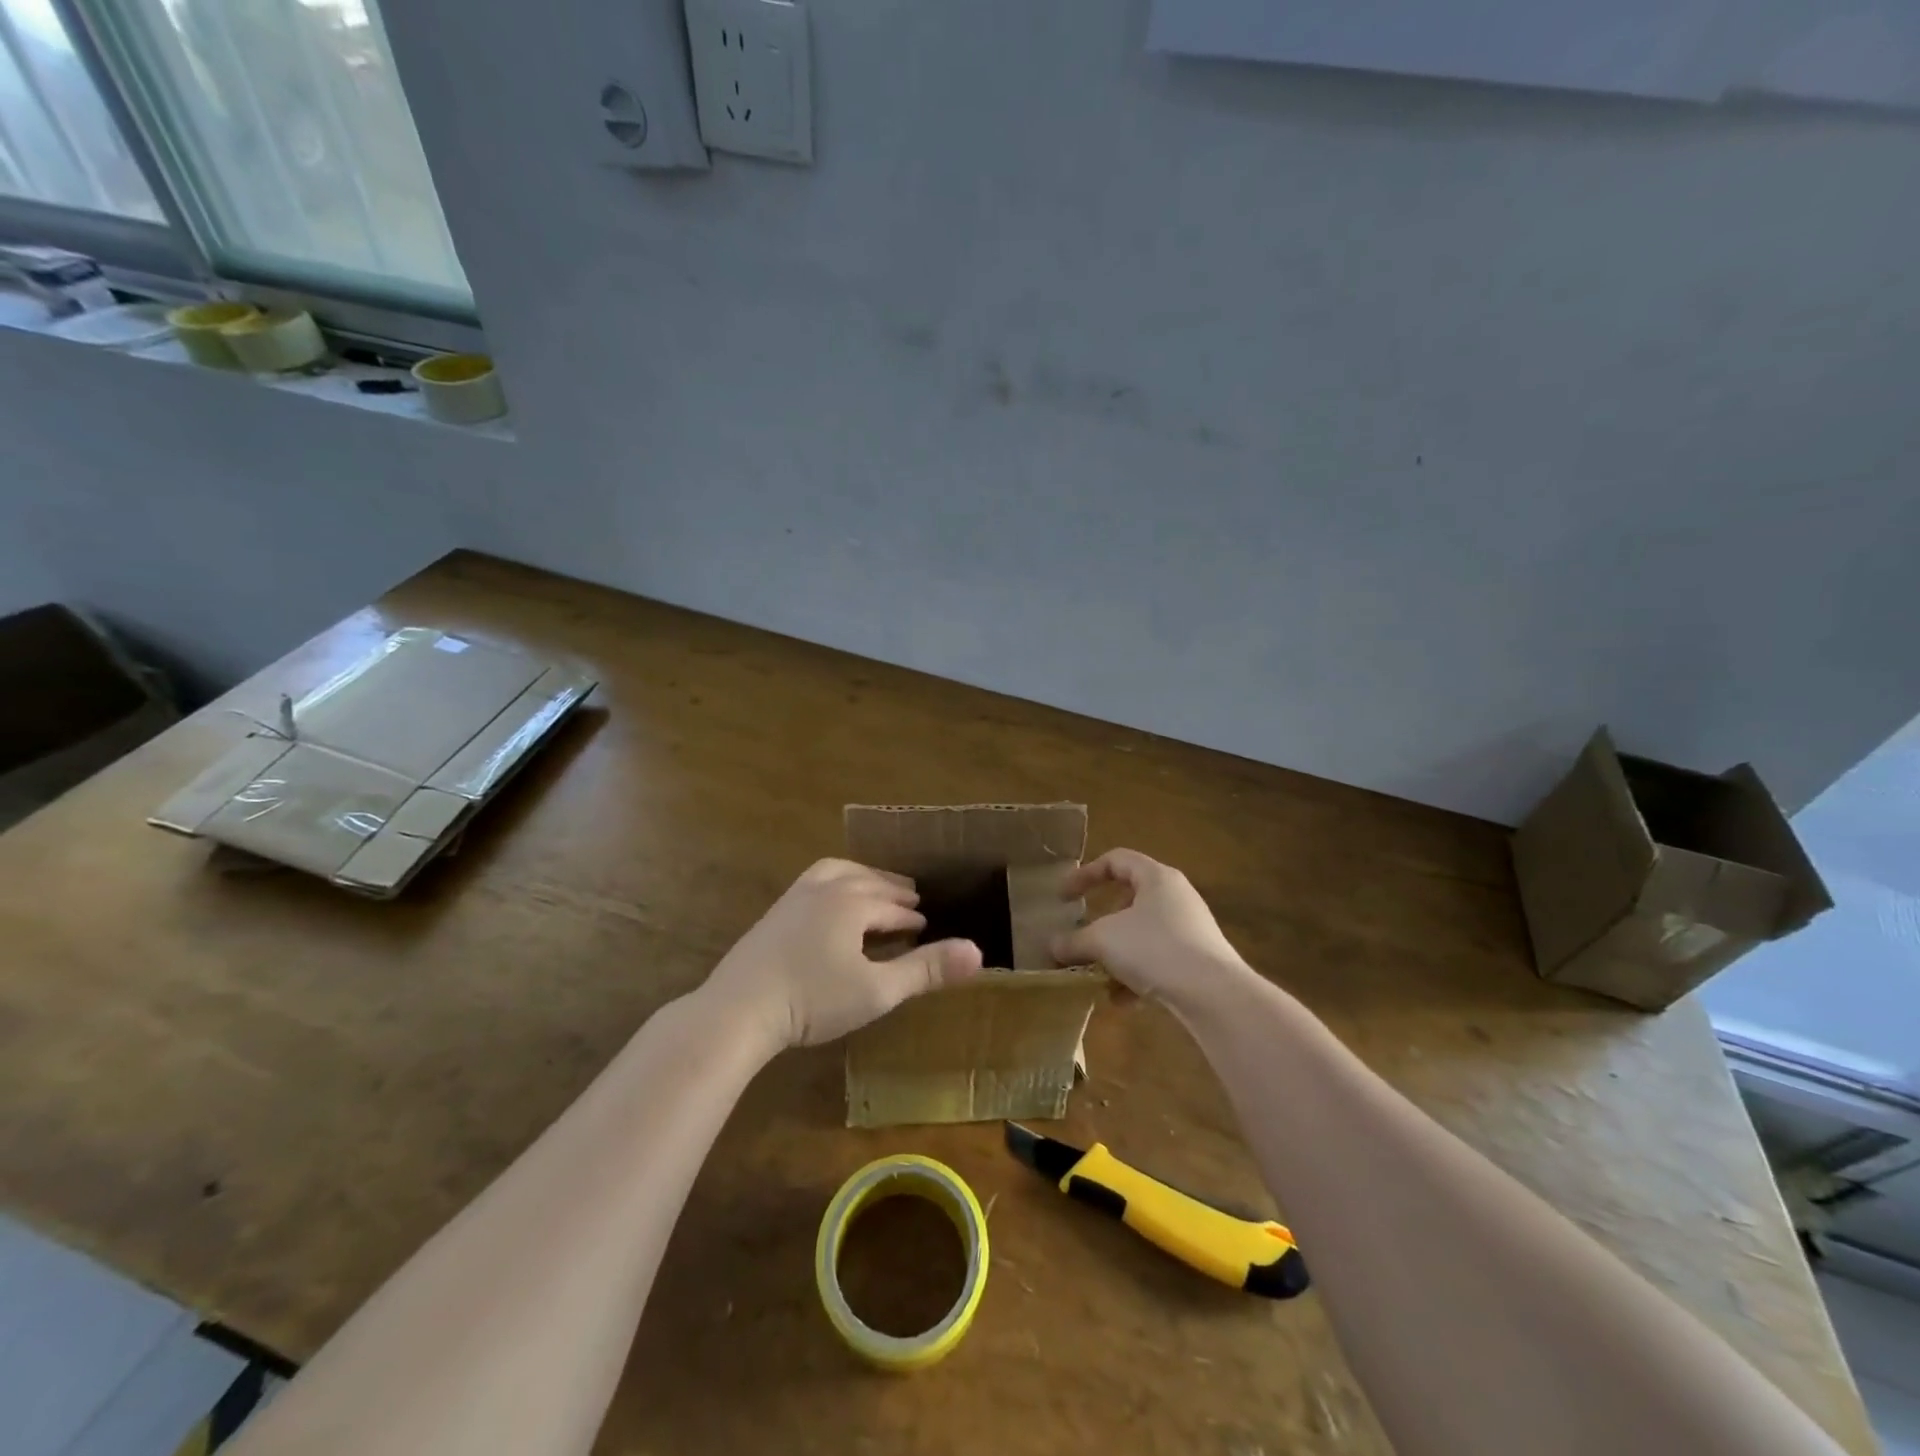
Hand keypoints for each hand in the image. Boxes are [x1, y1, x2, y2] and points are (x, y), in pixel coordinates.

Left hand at [706, 859, 982, 1050]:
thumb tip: (979, 952)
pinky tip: (829, 905)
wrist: (738, 1010)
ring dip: (862, 879)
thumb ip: (926, 970)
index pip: (892, 907)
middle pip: (868, 882)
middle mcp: (825, 888)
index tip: (927, 927)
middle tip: (910, 900)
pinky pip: (814, 882)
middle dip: (892, 891)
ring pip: (838, 873)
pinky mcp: (774, 913)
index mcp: (853, 902)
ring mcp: (794, 897)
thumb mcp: (878, 991)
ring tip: (873, 888)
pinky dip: (834, 883)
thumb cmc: (813, 1000)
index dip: (912, 919)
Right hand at [1052, 849, 1249, 1009]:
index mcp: (1156, 877)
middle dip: (1101, 921)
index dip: (1085, 875)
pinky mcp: (1198, 960)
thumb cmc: (1154, 948)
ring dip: (1116, 954)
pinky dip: (1136, 976)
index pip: (1116, 860)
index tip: (1063, 898)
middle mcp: (1176, 897)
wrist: (1214, 994)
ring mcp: (1190, 929)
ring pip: (1142, 934)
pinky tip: (1121, 1000)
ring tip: (1096, 975)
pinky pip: (1158, 960)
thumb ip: (1074, 941)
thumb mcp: (1103, 941)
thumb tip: (1052, 947)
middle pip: (1130, 899)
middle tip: (1082, 936)